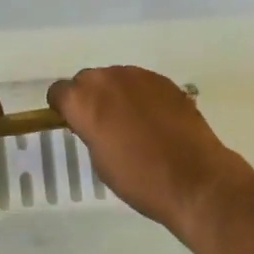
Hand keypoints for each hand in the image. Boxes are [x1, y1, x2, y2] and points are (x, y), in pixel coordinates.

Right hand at [48, 66, 252, 233]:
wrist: (194, 178)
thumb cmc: (139, 179)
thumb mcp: (100, 161)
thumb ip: (90, 131)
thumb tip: (95, 122)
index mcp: (84, 100)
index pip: (59, 91)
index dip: (63, 107)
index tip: (73, 123)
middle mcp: (107, 78)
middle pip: (87, 80)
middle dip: (90, 98)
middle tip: (103, 125)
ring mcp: (138, 75)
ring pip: (115, 78)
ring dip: (116, 94)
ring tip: (132, 123)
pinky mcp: (163, 80)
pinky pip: (141, 83)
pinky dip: (141, 96)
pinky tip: (155, 120)